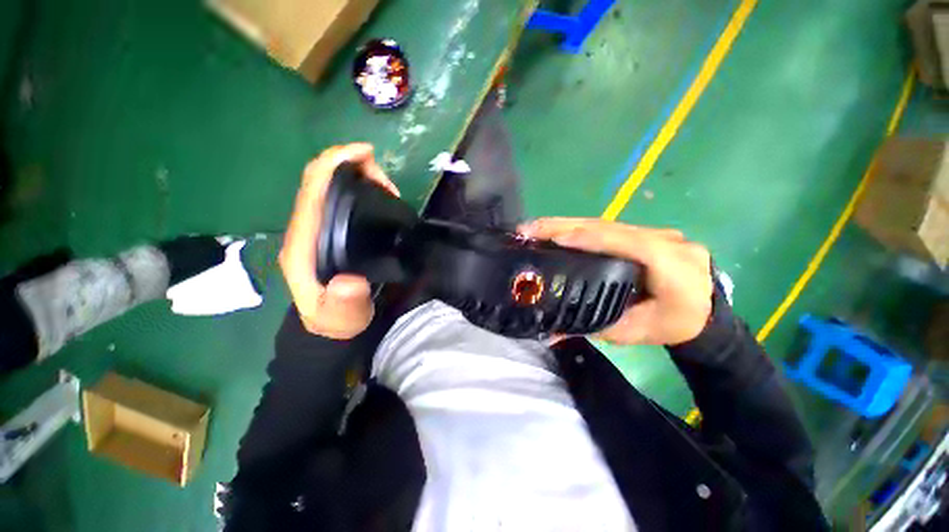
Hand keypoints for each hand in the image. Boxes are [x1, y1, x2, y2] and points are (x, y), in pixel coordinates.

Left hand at [279, 143, 399, 338]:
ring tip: (386, 187)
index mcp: (303, 242)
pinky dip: (356, 187)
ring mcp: (316, 228)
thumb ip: (343, 303)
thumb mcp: (340, 317)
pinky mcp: (328, 231)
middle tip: (386, 179)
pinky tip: (376, 194)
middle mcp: (305, 228)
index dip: (333, 163)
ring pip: (328, 186)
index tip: (365, 155)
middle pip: (318, 180)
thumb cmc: (334, 319)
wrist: (329, 323)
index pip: (312, 190)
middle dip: (349, 165)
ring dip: (355, 174)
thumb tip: (351, 282)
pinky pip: (337, 198)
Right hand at [519, 218, 712, 345]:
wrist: (706, 314)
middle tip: (529, 229)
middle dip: (564, 225)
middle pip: (609, 226)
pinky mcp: (645, 233)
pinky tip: (556, 230)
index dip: (590, 238)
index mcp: (671, 265)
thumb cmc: (672, 326)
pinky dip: (578, 228)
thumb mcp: (634, 332)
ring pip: (606, 223)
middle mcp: (665, 240)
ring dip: (566, 223)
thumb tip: (551, 334)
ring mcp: (656, 232)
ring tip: (534, 228)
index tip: (556, 239)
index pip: (627, 243)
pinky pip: (608, 228)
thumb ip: (593, 328)